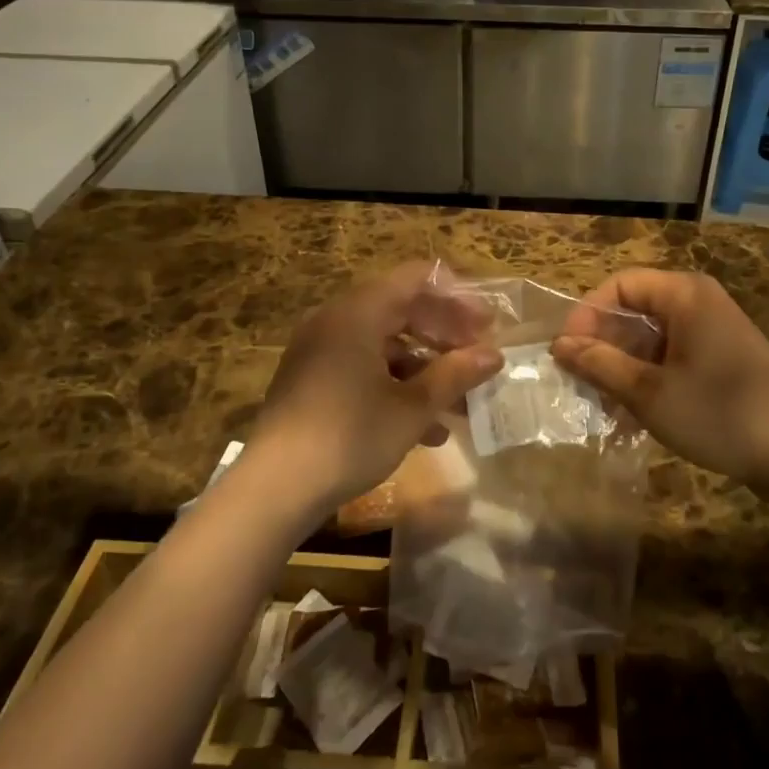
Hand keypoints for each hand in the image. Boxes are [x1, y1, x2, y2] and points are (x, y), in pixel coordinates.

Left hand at [250, 262, 502, 519]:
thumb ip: (455, 374)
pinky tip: (427, 430)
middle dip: (444, 336)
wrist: (274, 489)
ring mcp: (321, 352)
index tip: (486, 324)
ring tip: (461, 403)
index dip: (456, 297)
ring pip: (385, 345)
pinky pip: (363, 369)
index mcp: (358, 312)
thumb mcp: (412, 408)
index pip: (415, 279)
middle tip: (478, 359)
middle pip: (401, 310)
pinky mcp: (313, 382)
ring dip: (425, 369)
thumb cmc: (350, 436)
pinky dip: (396, 387)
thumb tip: (494, 354)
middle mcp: (336, 321)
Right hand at [550, 269, 768, 501]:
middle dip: (604, 345)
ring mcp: (715, 332)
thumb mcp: (650, 392)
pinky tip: (634, 414)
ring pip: (653, 338)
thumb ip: (600, 364)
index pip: (620, 285)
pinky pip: (674, 356)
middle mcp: (700, 302)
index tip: (568, 353)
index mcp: (685, 294)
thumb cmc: (720, 413)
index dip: (587, 314)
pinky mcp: (724, 360)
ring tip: (604, 406)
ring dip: (624, 367)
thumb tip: (560, 345)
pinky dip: (650, 378)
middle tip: (581, 383)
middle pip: (636, 310)